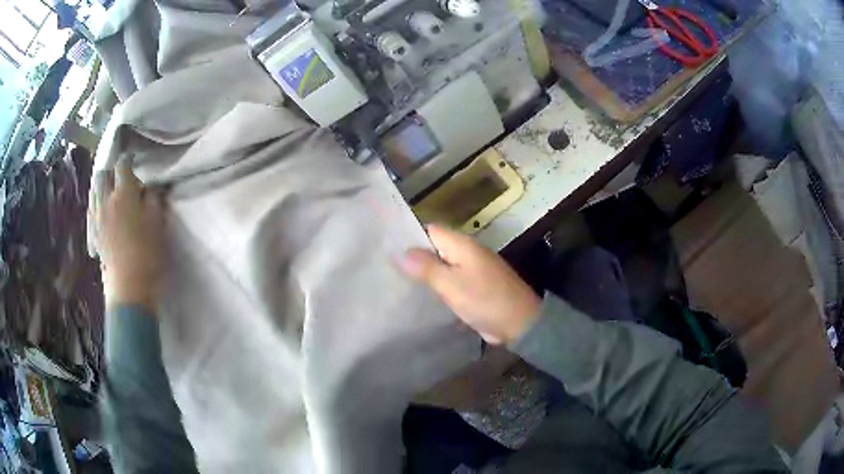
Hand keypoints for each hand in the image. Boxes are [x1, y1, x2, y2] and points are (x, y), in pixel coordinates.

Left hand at [99, 160, 165, 311]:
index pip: (123, 165)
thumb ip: (153, 199)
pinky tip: (105, 212)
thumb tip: (149, 188)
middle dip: (110, 171)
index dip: (128, 159)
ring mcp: (97, 218)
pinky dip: (97, 204)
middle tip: (121, 178)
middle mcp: (106, 201)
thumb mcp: (158, 222)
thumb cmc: (147, 253)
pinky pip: (92, 209)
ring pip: (94, 191)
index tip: (134, 161)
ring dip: (102, 187)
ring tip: (112, 193)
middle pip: (102, 174)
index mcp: (123, 194)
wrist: (129, 287)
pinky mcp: (94, 234)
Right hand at [400, 225, 540, 344]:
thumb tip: (401, 251)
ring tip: (397, 280)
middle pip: (435, 247)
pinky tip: (421, 295)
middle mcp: (467, 252)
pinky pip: (451, 279)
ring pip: (442, 264)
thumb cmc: (484, 300)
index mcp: (461, 245)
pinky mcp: (475, 285)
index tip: (387, 247)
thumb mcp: (451, 284)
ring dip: (425, 272)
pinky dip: (438, 285)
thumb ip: (426, 267)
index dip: (409, 236)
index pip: (429, 229)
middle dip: (414, 256)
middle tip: (387, 267)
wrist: (519, 322)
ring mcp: (472, 269)